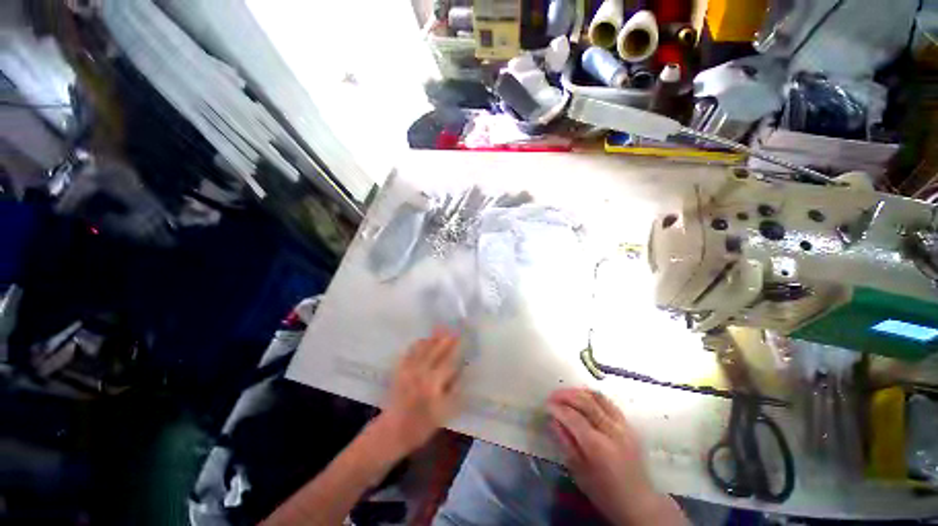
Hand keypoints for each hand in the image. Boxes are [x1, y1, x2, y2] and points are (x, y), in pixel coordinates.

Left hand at [375, 327, 461, 457]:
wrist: (392, 431)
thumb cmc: (421, 425)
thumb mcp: (444, 413)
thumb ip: (454, 391)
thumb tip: (462, 372)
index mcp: (433, 383)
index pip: (448, 360)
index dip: (456, 348)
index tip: (462, 338)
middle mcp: (421, 372)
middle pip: (436, 350)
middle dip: (446, 339)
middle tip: (453, 329)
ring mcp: (408, 370)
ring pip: (422, 348)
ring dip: (432, 338)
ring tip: (440, 329)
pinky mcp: (399, 371)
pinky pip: (409, 352)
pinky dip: (417, 345)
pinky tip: (422, 340)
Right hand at [548, 388, 679, 524]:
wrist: (638, 503)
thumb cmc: (605, 493)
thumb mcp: (580, 473)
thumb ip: (566, 443)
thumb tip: (553, 421)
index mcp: (598, 447)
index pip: (574, 418)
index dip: (558, 408)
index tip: (546, 404)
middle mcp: (612, 431)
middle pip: (586, 402)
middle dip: (566, 395)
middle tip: (552, 395)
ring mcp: (623, 426)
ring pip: (598, 398)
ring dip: (579, 392)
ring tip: (565, 393)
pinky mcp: (628, 425)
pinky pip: (608, 402)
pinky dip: (593, 395)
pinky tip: (584, 397)